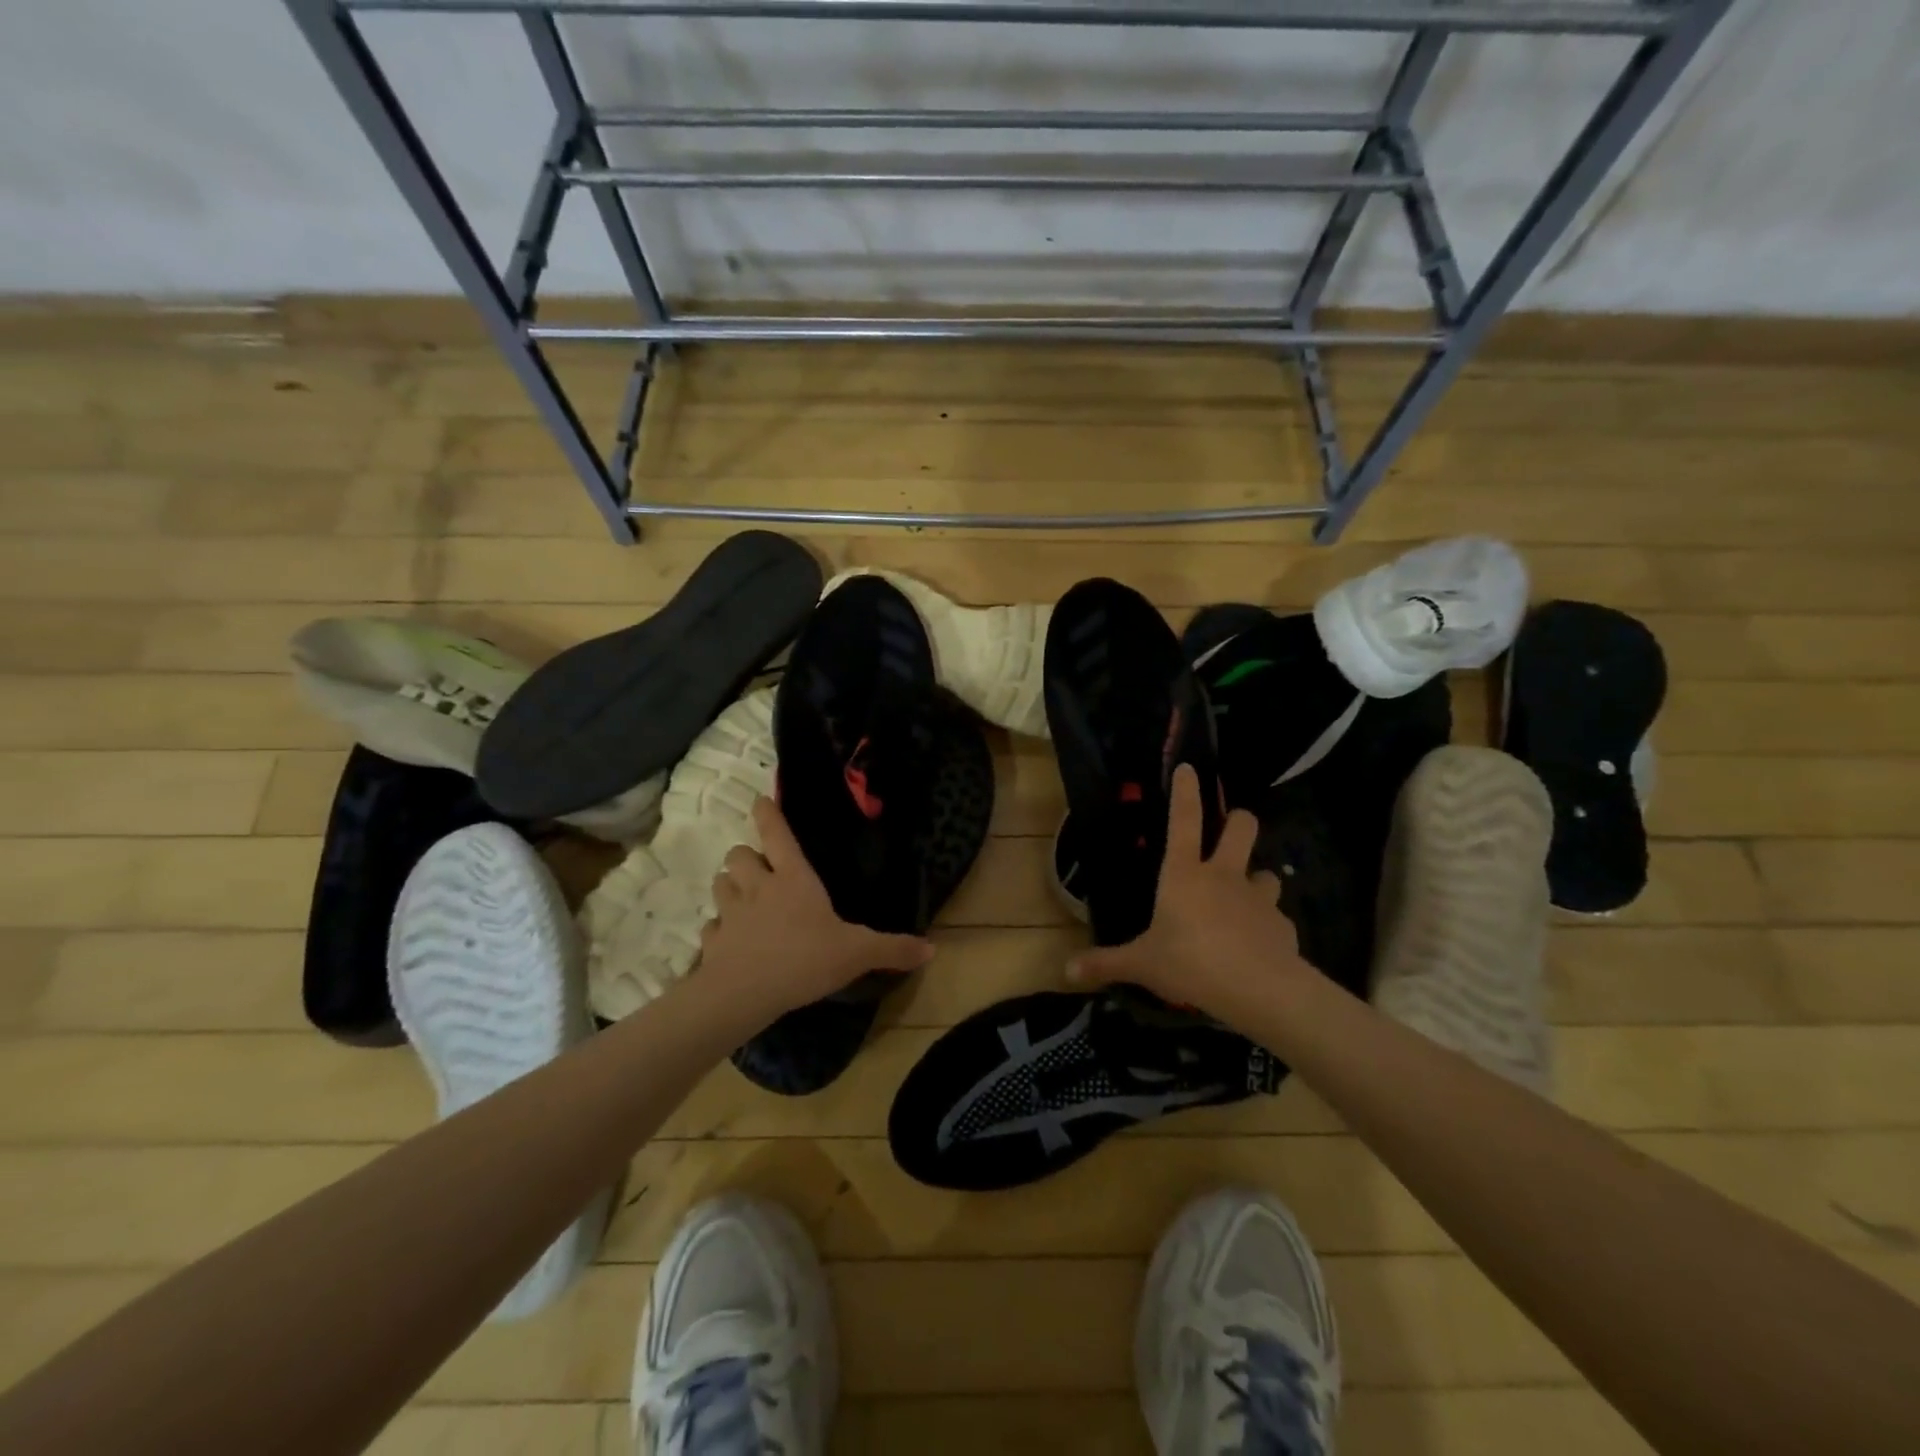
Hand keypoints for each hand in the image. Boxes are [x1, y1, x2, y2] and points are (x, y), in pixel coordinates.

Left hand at [698, 796, 933, 1020]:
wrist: (744, 994)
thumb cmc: (805, 959)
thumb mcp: (857, 953)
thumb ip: (892, 949)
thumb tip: (932, 950)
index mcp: (793, 879)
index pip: (777, 834)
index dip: (768, 814)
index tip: (759, 801)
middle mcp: (757, 887)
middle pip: (738, 854)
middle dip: (745, 856)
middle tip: (759, 868)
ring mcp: (730, 913)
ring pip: (719, 884)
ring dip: (729, 886)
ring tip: (742, 898)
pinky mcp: (711, 941)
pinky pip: (710, 926)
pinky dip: (718, 929)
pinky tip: (729, 941)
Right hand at [1067, 764, 1316, 1021]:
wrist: (1260, 989)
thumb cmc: (1191, 963)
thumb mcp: (1142, 964)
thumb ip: (1106, 963)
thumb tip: (1066, 970)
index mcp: (1184, 874)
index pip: (1183, 820)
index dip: (1185, 791)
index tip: (1189, 768)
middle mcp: (1224, 876)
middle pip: (1241, 828)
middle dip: (1237, 819)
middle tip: (1232, 826)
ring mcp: (1258, 898)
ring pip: (1267, 872)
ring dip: (1257, 879)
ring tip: (1246, 897)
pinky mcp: (1283, 926)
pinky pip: (1276, 918)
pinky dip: (1269, 926)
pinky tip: (1260, 944)